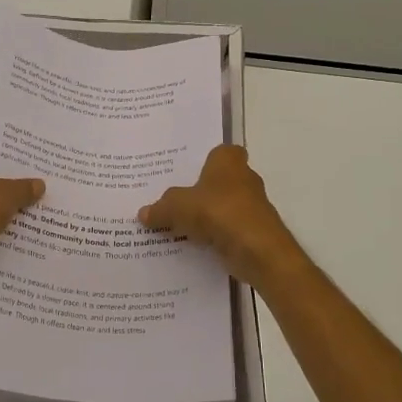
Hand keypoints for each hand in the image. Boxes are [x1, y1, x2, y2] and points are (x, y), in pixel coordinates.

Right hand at [139, 145, 302, 285]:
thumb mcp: (177, 207)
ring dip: (206, 216)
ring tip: (176, 224)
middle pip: (218, 181)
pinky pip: (227, 229)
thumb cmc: (218, 212)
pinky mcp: (254, 231)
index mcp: (228, 161)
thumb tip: (143, 213)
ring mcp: (252, 206)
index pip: (218, 152)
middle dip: (199, 190)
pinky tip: (193, 245)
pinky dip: (214, 236)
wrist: (257, 250)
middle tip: (171, 200)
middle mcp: (244, 178)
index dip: (203, 160)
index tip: (183, 172)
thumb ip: (160, 208)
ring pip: (223, 206)